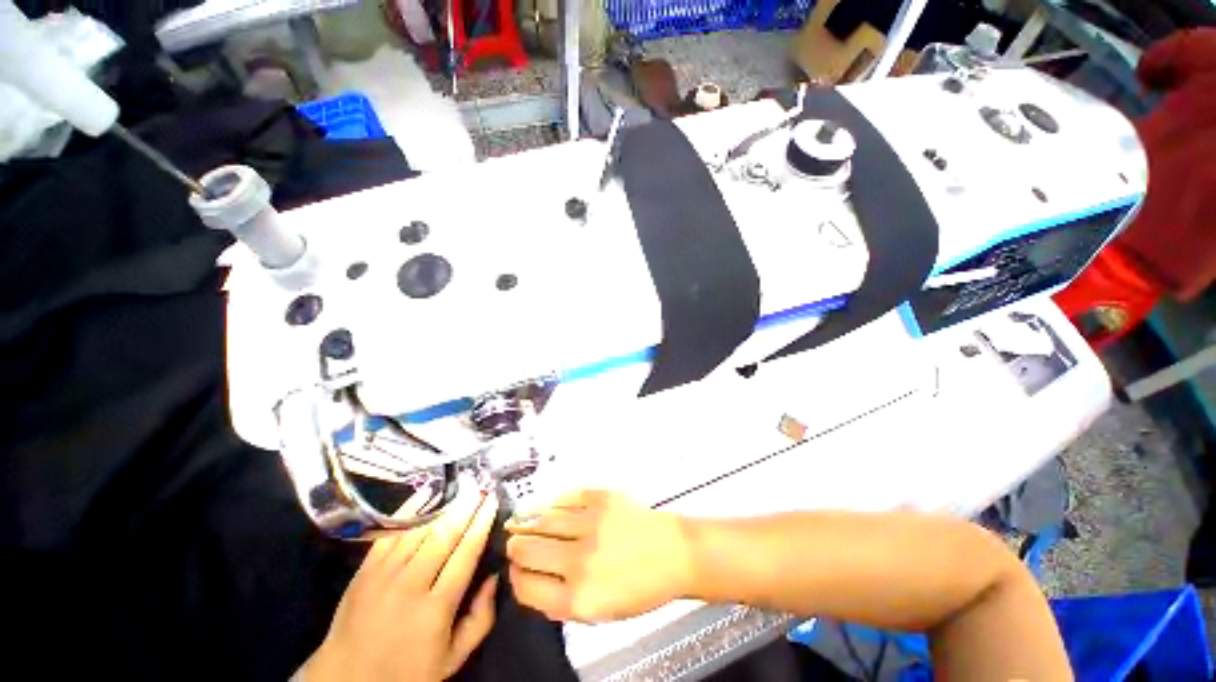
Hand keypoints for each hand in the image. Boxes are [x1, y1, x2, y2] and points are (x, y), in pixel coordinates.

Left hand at [301, 488, 499, 681]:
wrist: (346, 680)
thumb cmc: (407, 672)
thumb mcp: (453, 658)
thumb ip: (481, 619)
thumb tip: (495, 577)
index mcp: (436, 608)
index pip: (466, 554)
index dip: (481, 524)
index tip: (492, 502)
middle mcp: (411, 585)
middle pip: (445, 536)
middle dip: (466, 507)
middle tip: (481, 486)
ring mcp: (384, 575)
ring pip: (420, 530)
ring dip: (443, 505)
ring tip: (461, 487)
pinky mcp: (365, 570)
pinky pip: (391, 533)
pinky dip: (410, 512)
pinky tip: (425, 495)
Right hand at [505, 490, 691, 622]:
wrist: (674, 553)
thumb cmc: (642, 586)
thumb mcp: (601, 612)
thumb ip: (563, 602)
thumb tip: (533, 581)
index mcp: (579, 599)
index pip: (526, 587)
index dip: (515, 578)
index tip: (515, 570)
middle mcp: (580, 560)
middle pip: (526, 550)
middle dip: (515, 548)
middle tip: (514, 543)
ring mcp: (590, 524)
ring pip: (541, 519)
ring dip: (526, 522)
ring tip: (518, 521)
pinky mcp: (600, 497)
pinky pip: (564, 497)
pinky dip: (549, 502)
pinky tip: (543, 505)